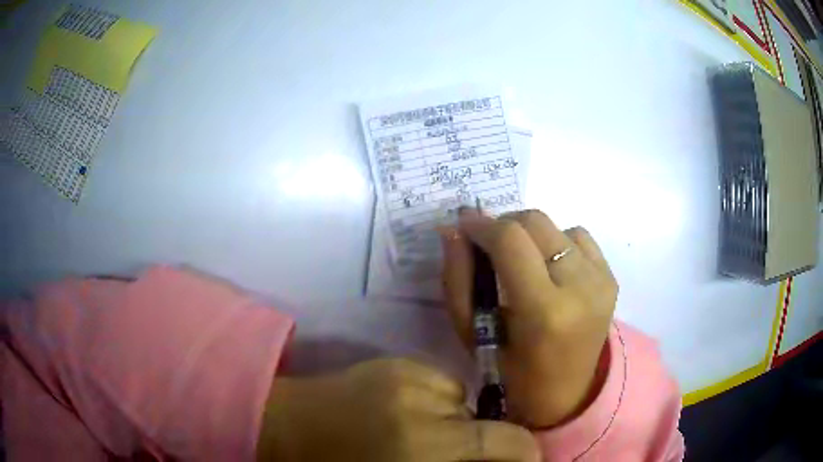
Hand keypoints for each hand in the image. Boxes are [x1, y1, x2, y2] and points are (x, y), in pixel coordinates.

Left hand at [257, 358, 538, 461]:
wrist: (284, 425)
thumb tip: (485, 457)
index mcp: (421, 446)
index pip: (501, 442)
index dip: (524, 453)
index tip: (526, 460)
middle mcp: (420, 403)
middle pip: (484, 420)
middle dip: (483, 441)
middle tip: (455, 453)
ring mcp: (406, 374)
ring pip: (461, 399)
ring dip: (455, 421)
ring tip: (423, 434)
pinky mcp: (393, 361)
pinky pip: (438, 383)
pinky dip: (435, 402)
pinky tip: (406, 412)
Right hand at [440, 210, 617, 427]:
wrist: (568, 394)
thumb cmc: (511, 374)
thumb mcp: (472, 333)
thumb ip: (459, 278)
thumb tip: (453, 229)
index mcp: (544, 311)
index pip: (510, 240)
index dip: (481, 224)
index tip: (463, 225)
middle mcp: (580, 287)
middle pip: (535, 222)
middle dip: (503, 225)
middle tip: (488, 246)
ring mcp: (601, 280)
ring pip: (555, 226)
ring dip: (530, 236)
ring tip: (521, 263)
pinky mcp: (611, 277)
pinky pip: (579, 237)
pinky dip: (557, 242)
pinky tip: (549, 268)